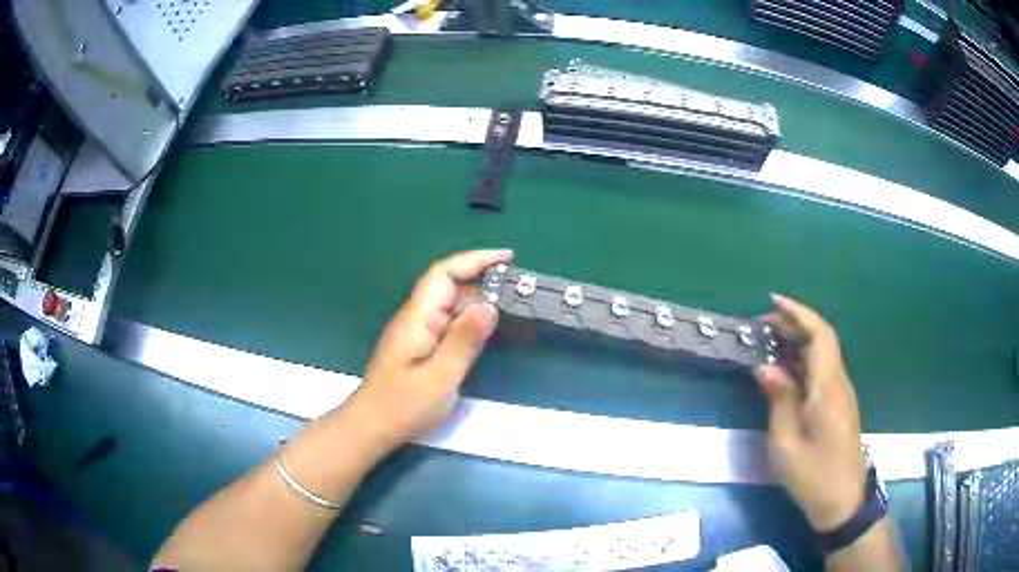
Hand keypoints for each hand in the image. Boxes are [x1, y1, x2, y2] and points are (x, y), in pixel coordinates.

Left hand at [351, 249, 512, 448]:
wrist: (372, 426)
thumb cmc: (403, 405)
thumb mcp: (440, 377)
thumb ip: (465, 341)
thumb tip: (490, 306)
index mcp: (417, 318)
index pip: (444, 274)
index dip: (475, 259)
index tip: (507, 258)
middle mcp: (416, 317)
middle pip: (449, 286)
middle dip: (483, 280)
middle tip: (518, 289)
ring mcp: (417, 331)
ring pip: (450, 305)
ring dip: (479, 301)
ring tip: (511, 307)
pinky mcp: (420, 345)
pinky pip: (448, 322)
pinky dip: (470, 320)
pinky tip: (486, 329)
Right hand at [755, 294, 866, 532]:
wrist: (842, 499)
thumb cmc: (813, 474)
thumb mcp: (786, 442)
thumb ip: (779, 400)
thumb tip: (766, 368)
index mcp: (827, 387)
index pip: (819, 334)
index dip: (798, 313)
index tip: (773, 301)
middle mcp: (838, 382)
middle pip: (822, 339)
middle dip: (795, 324)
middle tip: (763, 325)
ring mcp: (841, 394)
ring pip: (823, 354)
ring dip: (798, 342)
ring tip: (770, 343)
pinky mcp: (838, 406)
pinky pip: (822, 371)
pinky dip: (803, 361)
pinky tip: (786, 372)